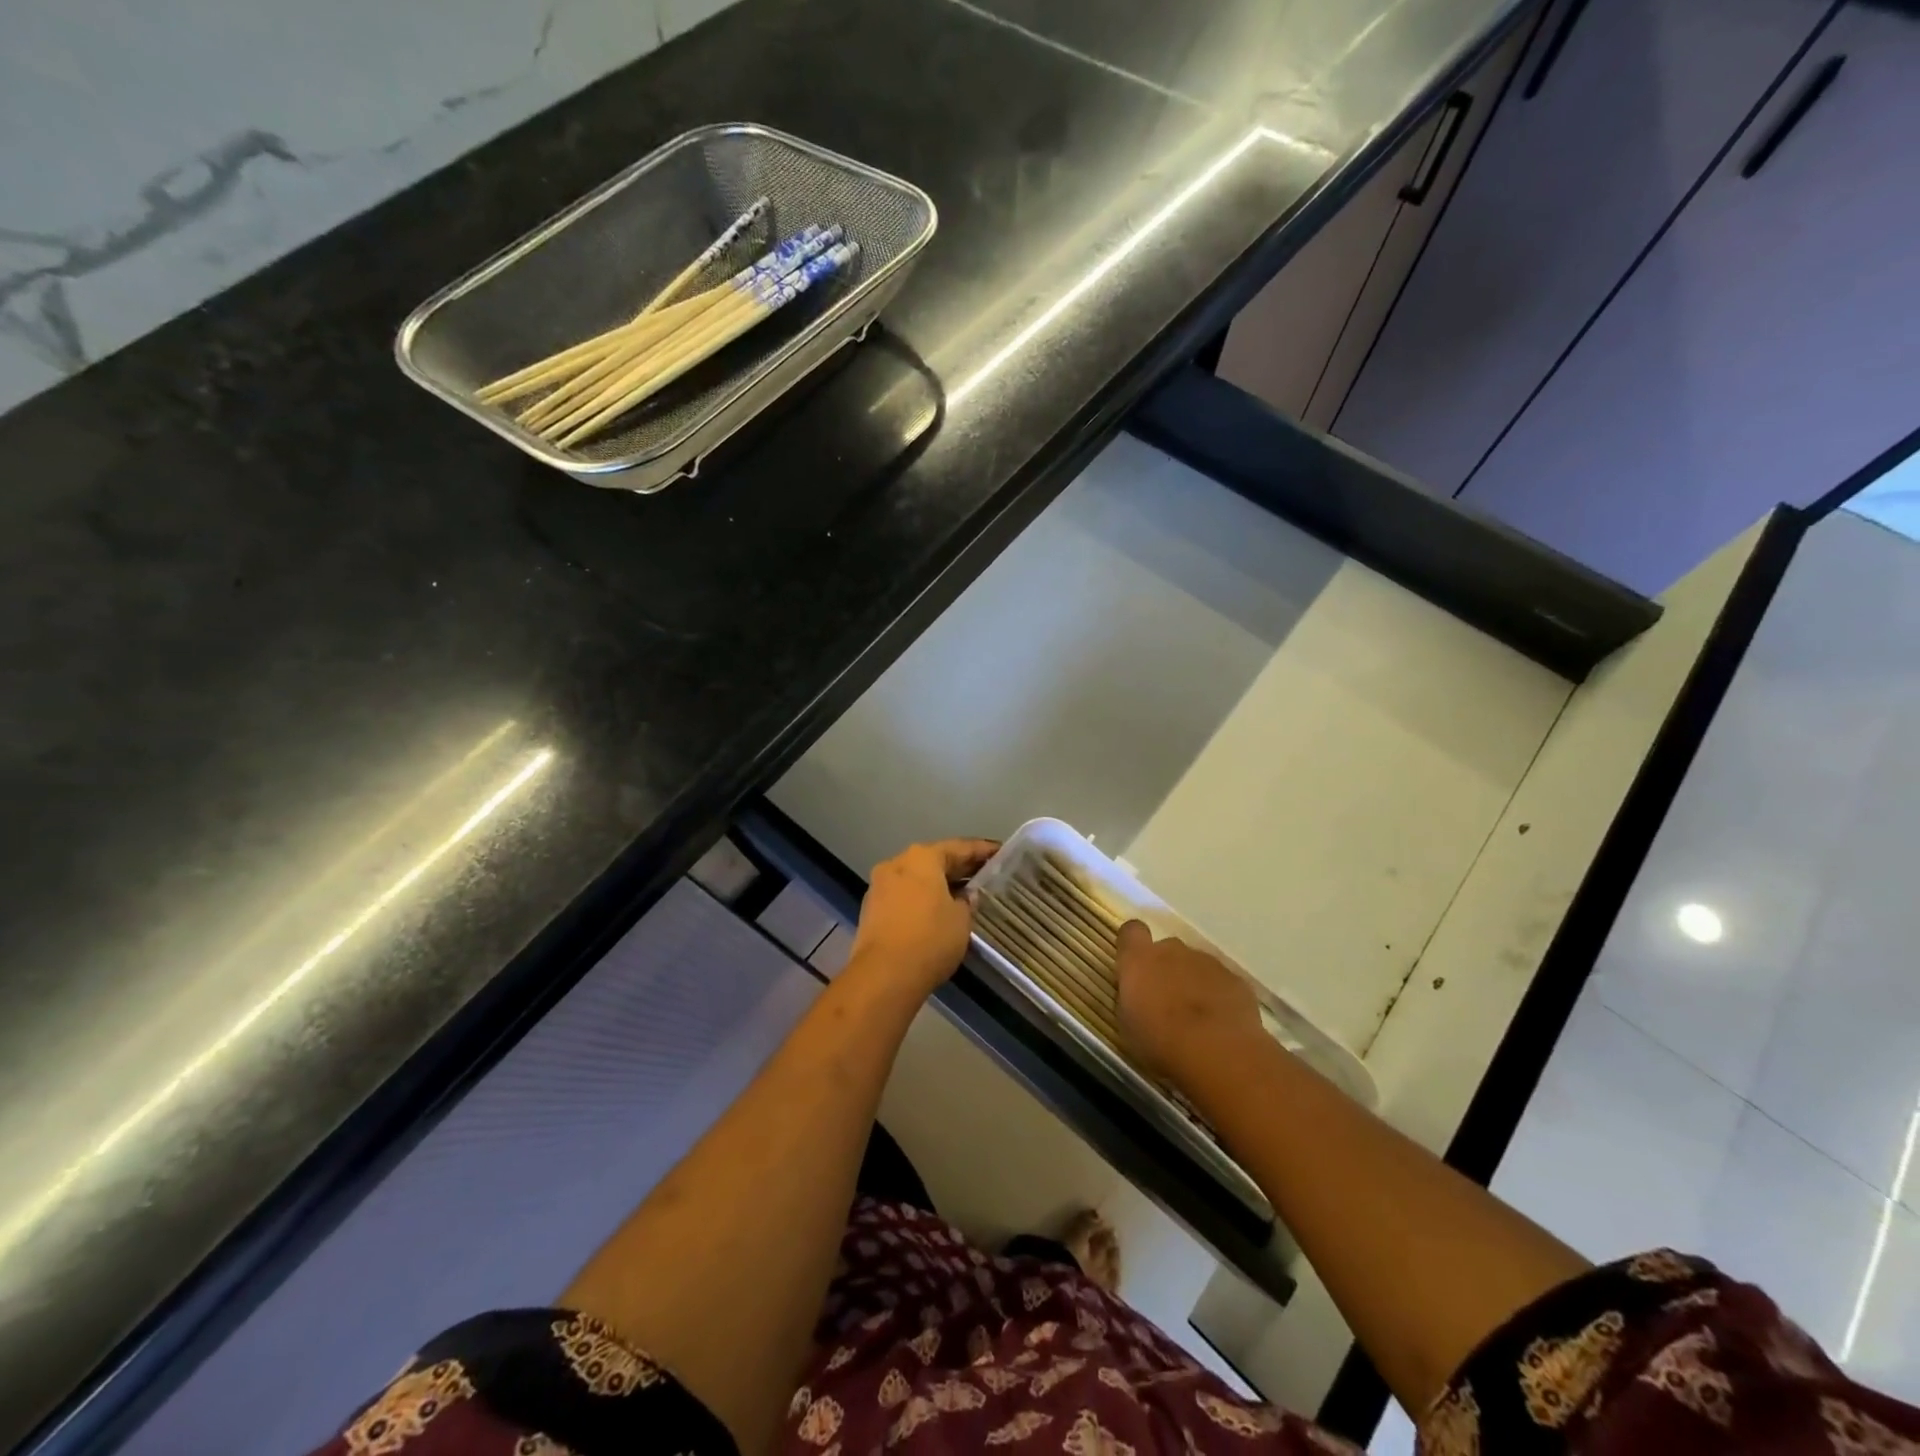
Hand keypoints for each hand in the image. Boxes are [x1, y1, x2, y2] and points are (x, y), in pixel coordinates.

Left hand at [849, 839, 998, 999]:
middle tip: (986, 873)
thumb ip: (968, 901)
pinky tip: (939, 911)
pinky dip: (922, 899)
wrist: (884, 976)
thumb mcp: (961, 919)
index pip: (960, 848)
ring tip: (965, 894)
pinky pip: (904, 896)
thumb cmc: (930, 939)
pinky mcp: (872, 909)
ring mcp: (880, 886)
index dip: (983, 850)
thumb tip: (965, 896)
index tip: (1001, 852)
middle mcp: (897, 863)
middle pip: (935, 861)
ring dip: (939, 884)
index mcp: (922, 857)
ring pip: (917, 879)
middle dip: (960, 868)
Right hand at [1115, 921, 1264, 1088]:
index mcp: (1140, 959)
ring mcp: (1208, 962)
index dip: (1132, 946)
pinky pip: (1222, 982)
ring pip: (1196, 965)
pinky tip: (1221, 1025)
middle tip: (1166, 1003)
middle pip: (1167, 949)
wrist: (1218, 1056)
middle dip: (1165, 969)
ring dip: (1192, 983)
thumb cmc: (1160, 1043)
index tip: (1133, 968)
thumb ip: (1129, 999)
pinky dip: (1219, 996)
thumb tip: (1135, 994)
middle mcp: (1173, 951)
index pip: (1131, 931)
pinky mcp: (1237, 980)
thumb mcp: (1126, 1026)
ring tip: (1197, 1020)